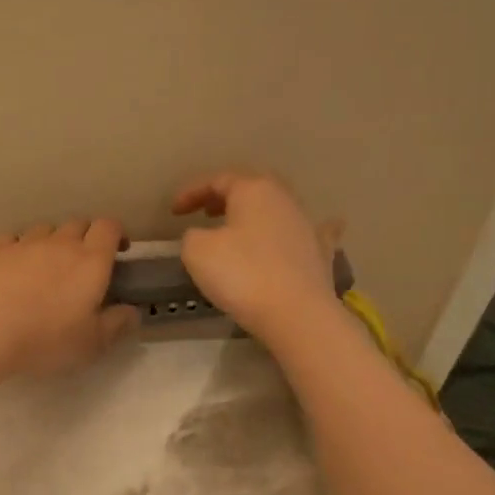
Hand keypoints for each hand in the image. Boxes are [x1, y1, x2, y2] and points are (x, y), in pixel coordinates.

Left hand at [0, 219, 140, 377]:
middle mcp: (60, 243)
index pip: (109, 227)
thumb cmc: (46, 339)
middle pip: (78, 223)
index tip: (118, 251)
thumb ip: (116, 325)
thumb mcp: (91, 343)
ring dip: (52, 241)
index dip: (117, 234)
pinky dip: (19, 248)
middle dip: (86, 237)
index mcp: (91, 261)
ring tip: (48, 266)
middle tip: (84, 264)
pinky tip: (14, 266)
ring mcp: (25, 243)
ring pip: (45, 229)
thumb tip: (132, 312)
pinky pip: (12, 239)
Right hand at [173, 171, 342, 341]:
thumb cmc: (241, 275)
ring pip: (277, 209)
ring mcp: (307, 225)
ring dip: (255, 215)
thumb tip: (203, 237)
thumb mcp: (197, 252)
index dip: (192, 192)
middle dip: (227, 197)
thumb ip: (193, 236)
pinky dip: (297, 232)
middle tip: (207, 212)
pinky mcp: (320, 253)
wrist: (296, 314)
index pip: (217, 180)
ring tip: (238, 227)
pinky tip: (305, 231)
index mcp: (253, 190)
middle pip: (251, 188)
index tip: (174, 212)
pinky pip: (308, 234)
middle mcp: (284, 199)